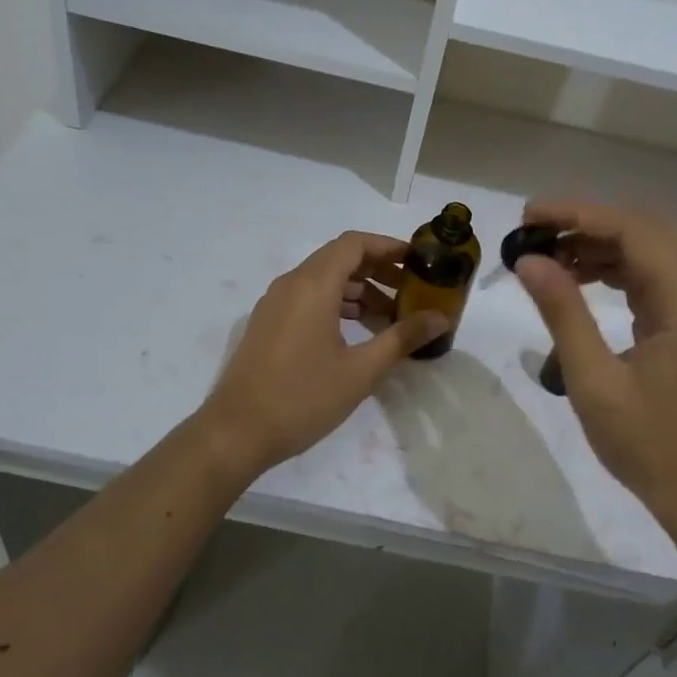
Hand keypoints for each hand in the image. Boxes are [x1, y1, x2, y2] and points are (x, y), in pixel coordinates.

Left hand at [199, 232, 448, 476]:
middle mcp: (291, 284)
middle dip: (378, 270)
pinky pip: (308, 298)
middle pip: (340, 259)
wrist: (235, 433)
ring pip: (323, 280)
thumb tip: (441, 317)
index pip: (354, 244)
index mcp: (312, 285)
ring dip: (358, 290)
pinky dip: (336, 305)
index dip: (388, 246)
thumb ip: (402, 338)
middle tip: (411, 292)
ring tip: (390, 318)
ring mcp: (275, 304)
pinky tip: (357, 334)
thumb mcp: (361, 370)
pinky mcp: (268, 324)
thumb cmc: (302, 397)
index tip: (418, 261)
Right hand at [512, 200, 676, 531]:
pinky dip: (616, 272)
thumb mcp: (595, 381)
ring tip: (547, 258)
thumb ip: (563, 313)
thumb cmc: (652, 447)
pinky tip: (580, 280)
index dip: (578, 214)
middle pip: (645, 232)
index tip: (529, 216)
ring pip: (650, 254)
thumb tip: (528, 259)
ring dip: (599, 247)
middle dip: (586, 224)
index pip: (633, 229)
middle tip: (532, 232)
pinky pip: (654, 280)